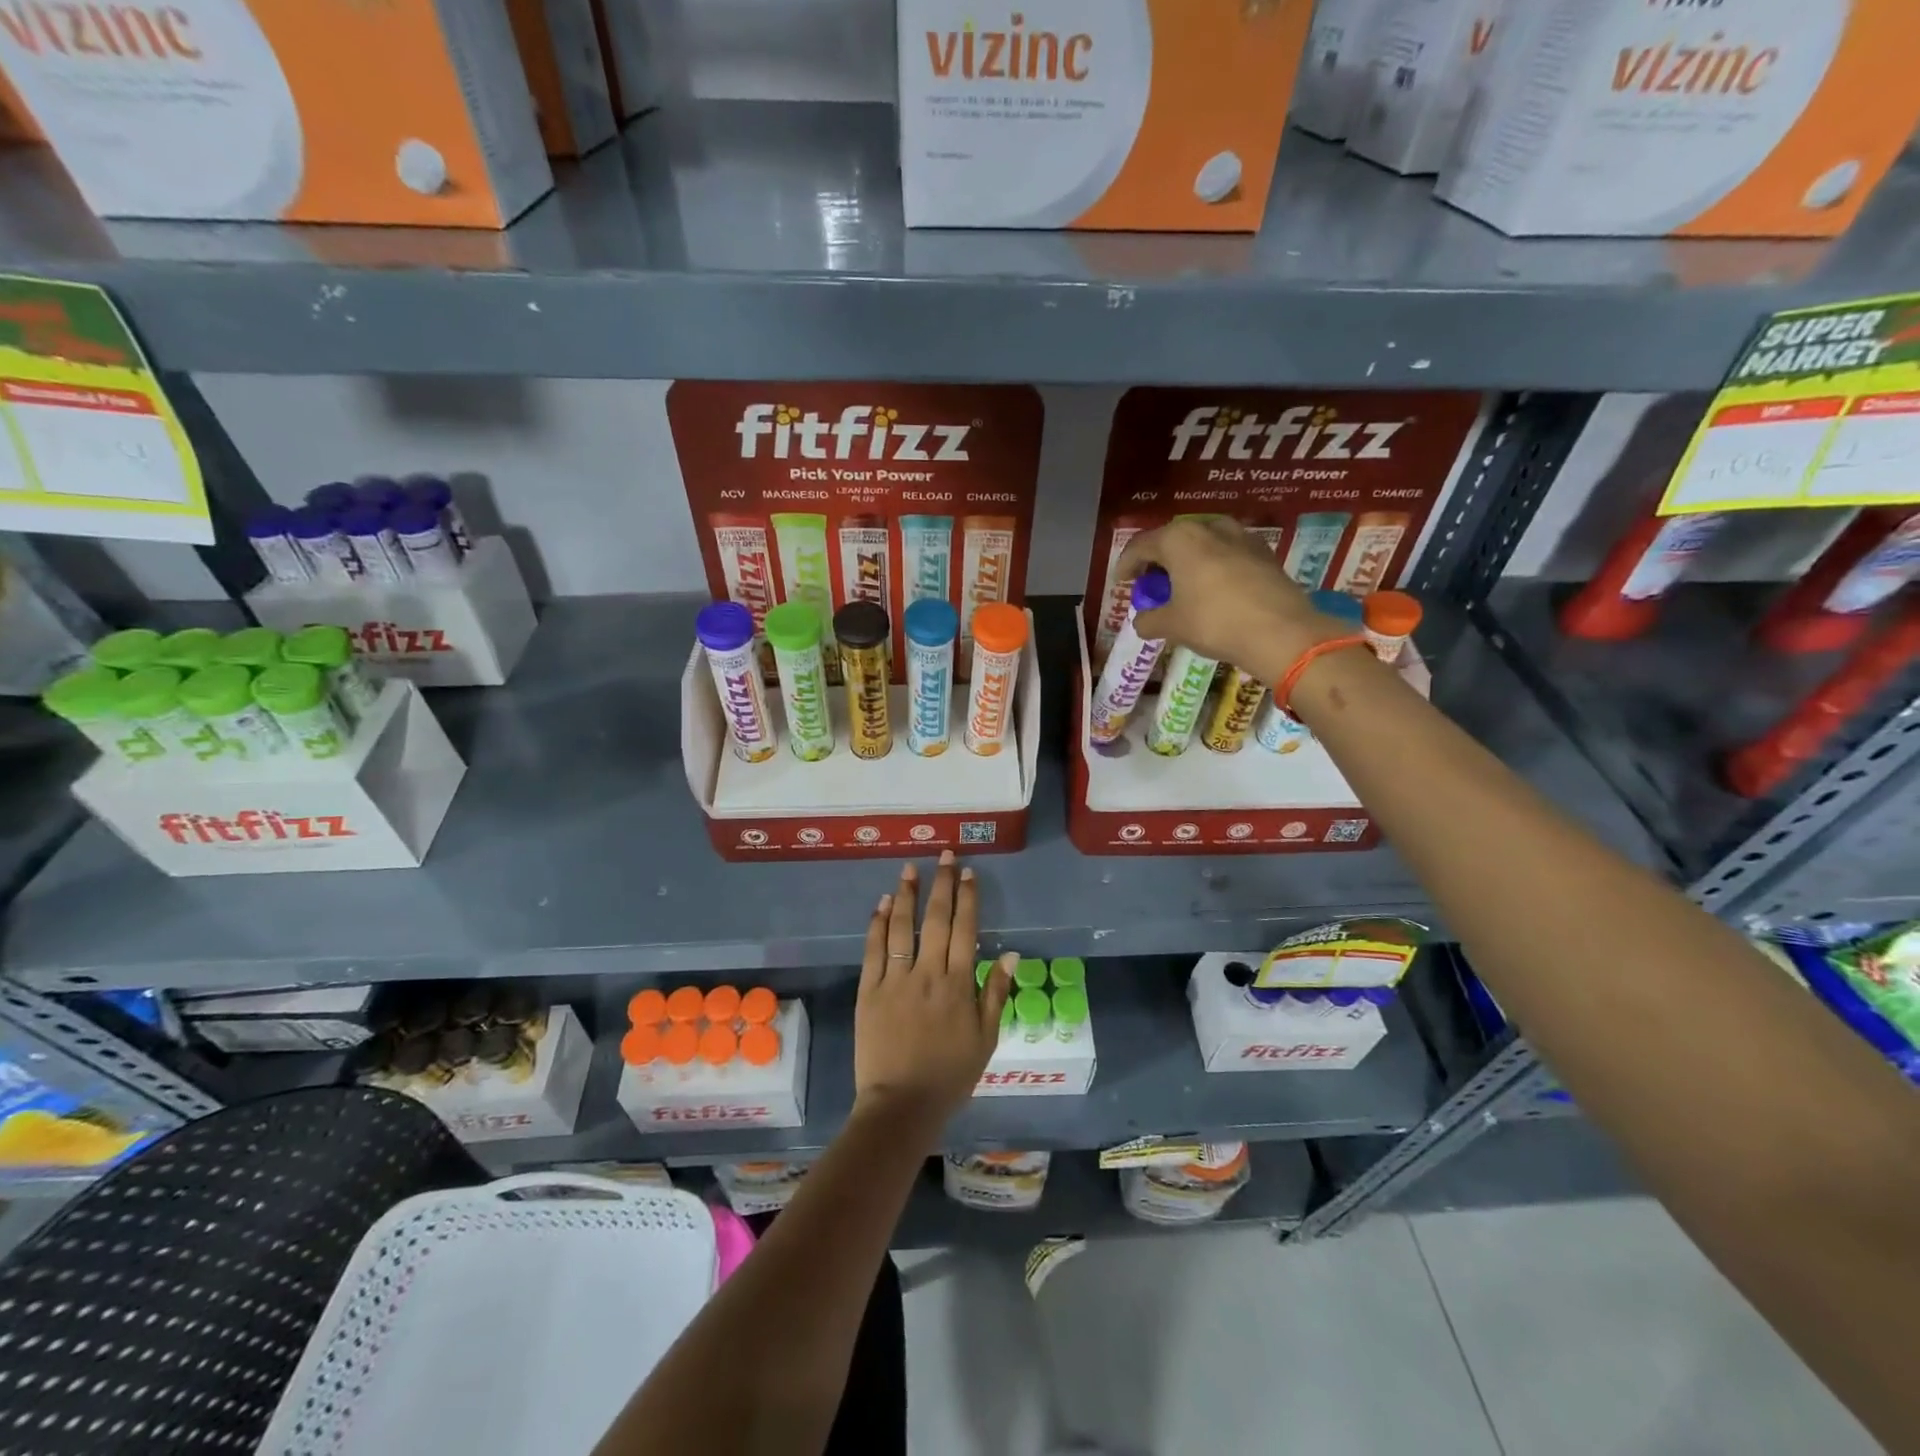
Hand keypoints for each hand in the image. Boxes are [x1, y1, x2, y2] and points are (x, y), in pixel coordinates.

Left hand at [853, 851, 1013, 1135]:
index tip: (968, 872)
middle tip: (944, 855)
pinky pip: (874, 950)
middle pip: (935, 919)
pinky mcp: (869, 990)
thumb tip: (1011, 954)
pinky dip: (878, 924)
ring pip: (902, 927)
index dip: (967, 898)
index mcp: (958, 984)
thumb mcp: (986, 1038)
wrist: (902, 1105)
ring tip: (910, 869)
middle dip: (941, 884)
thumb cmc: (950, 1075)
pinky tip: (883, 903)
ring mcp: (895, 979)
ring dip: (907, 895)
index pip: (965, 929)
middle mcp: (928, 973)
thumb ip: (995, 993)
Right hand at [1117, 517, 1350, 680]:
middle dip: (1158, 562)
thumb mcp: (1172, 625)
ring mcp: (1241, 537)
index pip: (1141, 546)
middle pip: (1173, 540)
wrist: (1281, 632)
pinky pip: (1227, 555)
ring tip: (1183, 587)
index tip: (1120, 583)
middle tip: (1151, 586)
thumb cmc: (1215, 622)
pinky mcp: (1264, 553)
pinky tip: (1214, 591)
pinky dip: (1213, 568)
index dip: (1126, 565)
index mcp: (1179, 538)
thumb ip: (1149, 620)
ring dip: (1188, 563)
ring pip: (1203, 544)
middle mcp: (1209, 527)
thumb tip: (1142, 621)